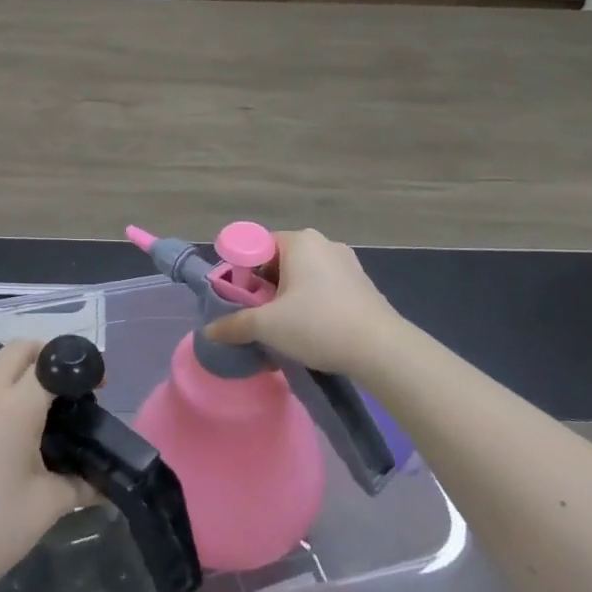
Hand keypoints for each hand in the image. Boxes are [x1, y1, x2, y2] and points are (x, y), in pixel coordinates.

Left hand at [0, 340, 82, 591]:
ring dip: (14, 384)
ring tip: (33, 426)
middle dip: (42, 356)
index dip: (75, 368)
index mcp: (14, 407)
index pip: (48, 363)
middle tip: (63, 388)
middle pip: (15, 351)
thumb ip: (79, 486)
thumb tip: (103, 486)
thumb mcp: (46, 507)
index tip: (94, 386)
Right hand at [205, 229, 403, 377]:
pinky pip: (324, 288)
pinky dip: (311, 304)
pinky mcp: (362, 285)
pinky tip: (311, 332)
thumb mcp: (267, 326)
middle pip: (279, 262)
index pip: (256, 246)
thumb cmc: (318, 325)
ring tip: (284, 330)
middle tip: (258, 318)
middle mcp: (324, 244)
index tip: (240, 301)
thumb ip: (234, 325)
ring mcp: (347, 263)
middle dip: (264, 288)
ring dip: (288, 299)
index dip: (242, 273)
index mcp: (299, 241)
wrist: (382, 350)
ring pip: (303, 277)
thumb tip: (209, 332)